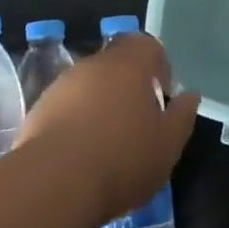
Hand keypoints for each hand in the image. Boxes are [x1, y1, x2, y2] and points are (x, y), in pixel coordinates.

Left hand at [17, 33, 198, 222]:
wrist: (54, 182)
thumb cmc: (122, 158)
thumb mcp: (168, 144)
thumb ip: (182, 116)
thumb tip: (189, 95)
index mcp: (129, 64)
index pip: (146, 45)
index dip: (158, 66)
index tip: (161, 96)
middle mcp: (94, 64)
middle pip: (116, 63)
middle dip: (128, 87)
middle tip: (139, 122)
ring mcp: (62, 85)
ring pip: (90, 85)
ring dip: (101, 105)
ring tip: (109, 143)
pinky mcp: (39, 109)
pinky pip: (67, 107)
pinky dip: (77, 122)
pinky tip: (83, 154)